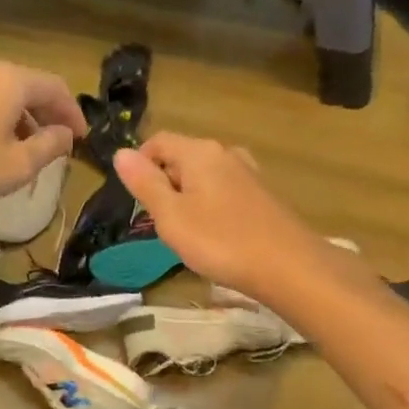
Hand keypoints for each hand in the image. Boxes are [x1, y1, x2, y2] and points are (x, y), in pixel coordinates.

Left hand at [0, 58, 83, 214]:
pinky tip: (1, 144)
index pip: (56, 88)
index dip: (74, 113)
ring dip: (26, 118)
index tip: (83, 139)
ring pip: (7, 94)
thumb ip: (50, 146)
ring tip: (32, 150)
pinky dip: (3, 117)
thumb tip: (65, 134)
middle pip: (31, 87)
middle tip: (61, 144)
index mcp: (12, 81)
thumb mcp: (18, 165)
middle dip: (50, 115)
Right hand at [112, 134, 325, 297]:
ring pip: (203, 175)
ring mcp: (248, 172)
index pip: (158, 141)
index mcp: (199, 152)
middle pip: (181, 157)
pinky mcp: (262, 194)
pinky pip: (223, 190)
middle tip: (157, 222)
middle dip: (163, 183)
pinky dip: (209, 205)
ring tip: (184, 231)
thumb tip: (120, 153)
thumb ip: (145, 184)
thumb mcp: (171, 216)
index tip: (134, 199)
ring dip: (186, 196)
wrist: (288, 266)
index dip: (139, 164)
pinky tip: (214, 233)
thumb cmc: (221, 241)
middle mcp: (225, 153)